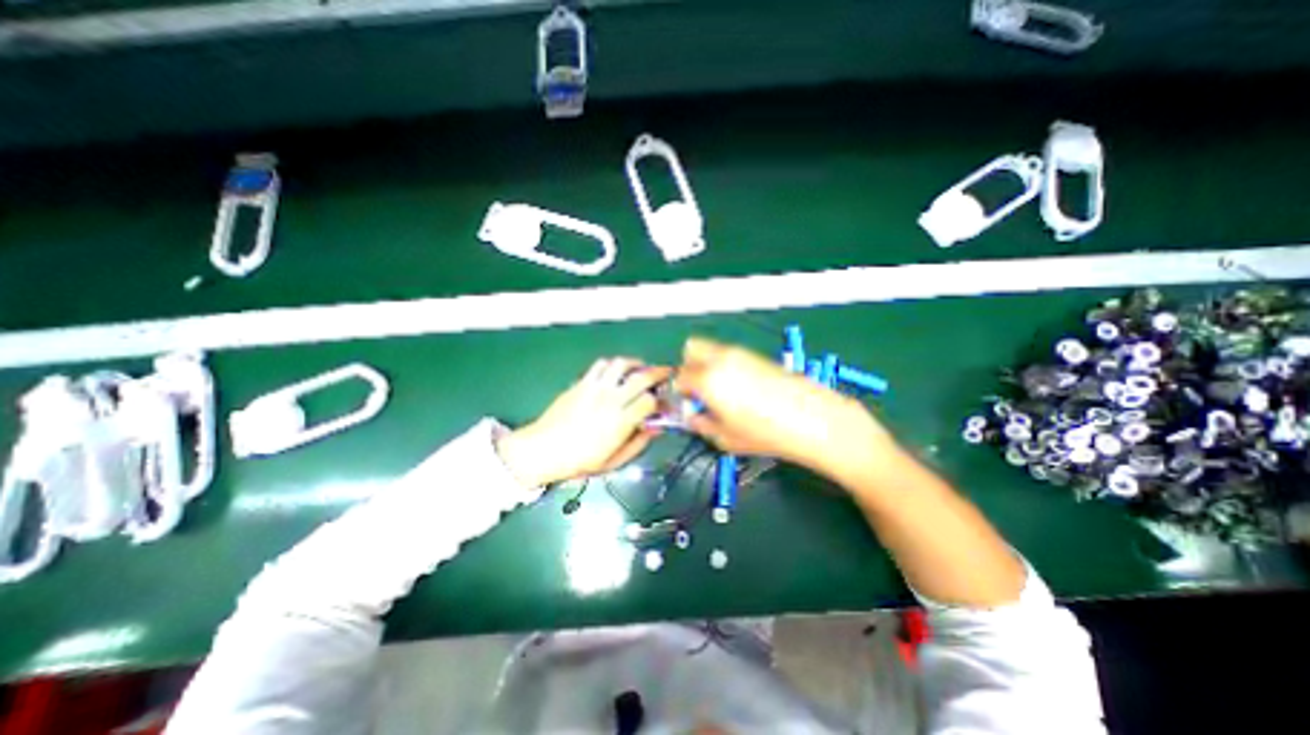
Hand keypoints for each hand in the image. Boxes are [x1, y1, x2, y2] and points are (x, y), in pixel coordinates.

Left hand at [498, 355, 667, 488]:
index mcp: (620, 422)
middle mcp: (611, 400)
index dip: (660, 401)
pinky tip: (616, 371)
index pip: (650, 401)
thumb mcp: (613, 462)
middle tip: (665, 373)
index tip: (662, 404)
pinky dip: (613, 364)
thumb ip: (638, 444)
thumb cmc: (580, 461)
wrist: (544, 449)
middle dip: (658, 373)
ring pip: (622, 364)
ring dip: (636, 363)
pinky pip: (601, 364)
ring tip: (641, 368)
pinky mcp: (582, 382)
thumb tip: (656, 429)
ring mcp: (595, 388)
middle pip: (642, 377)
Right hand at [675, 336, 889, 476]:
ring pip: (712, 349)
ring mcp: (741, 353)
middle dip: (690, 367)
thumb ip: (701, 425)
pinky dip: (727, 365)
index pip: (680, 376)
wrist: (813, 420)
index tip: (690, 405)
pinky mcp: (758, 355)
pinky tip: (744, 389)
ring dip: (708, 365)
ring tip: (724, 391)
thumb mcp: (725, 438)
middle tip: (700, 390)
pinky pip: (732, 354)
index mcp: (707, 379)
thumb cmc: (765, 434)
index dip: (681, 392)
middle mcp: (721, 358)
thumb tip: (693, 417)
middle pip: (691, 348)